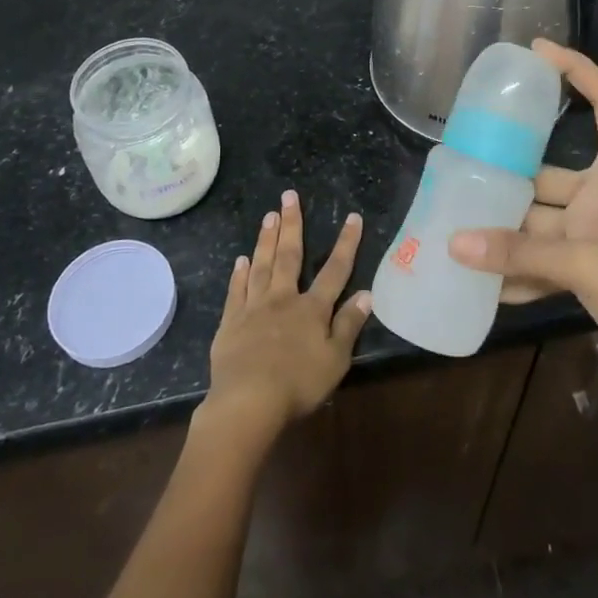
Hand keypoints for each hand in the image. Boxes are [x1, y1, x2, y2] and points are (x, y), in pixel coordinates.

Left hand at [202, 190, 372, 444]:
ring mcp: (254, 308)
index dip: (346, 243)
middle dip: (292, 224)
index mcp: (312, 309)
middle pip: (289, 256)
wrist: (249, 401)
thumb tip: (367, 293)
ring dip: (266, 240)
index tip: (352, 217)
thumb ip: (349, 325)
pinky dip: (239, 274)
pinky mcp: (230, 323)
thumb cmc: (298, 383)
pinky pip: (236, 291)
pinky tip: (240, 260)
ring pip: (261, 266)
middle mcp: (283, 299)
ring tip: (268, 216)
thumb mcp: (336, 359)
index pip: (335, 270)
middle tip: (288, 196)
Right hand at [448, 40, 597, 406]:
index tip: (536, 51)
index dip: (578, 70)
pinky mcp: (591, 266)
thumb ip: (520, 253)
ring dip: (508, 230)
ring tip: (458, 225)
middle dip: (512, 172)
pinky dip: (520, 269)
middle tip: (464, 161)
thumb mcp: (588, 267)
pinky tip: (483, 284)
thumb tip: (454, 243)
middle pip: (554, 168)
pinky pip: (546, 256)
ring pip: (543, 218)